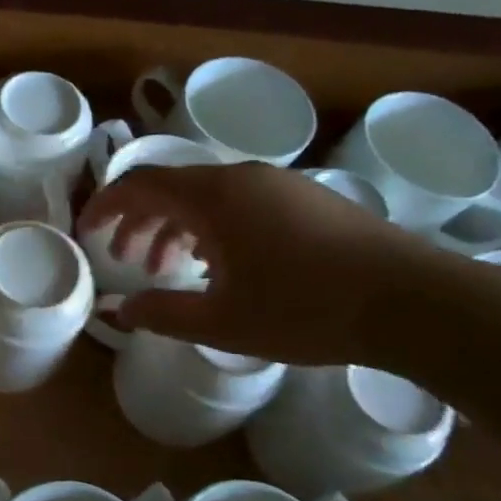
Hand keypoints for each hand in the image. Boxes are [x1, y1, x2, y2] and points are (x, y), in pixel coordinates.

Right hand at [79, 163, 444, 365]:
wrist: (412, 301)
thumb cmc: (305, 309)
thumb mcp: (221, 322)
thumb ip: (161, 314)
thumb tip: (117, 312)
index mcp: (213, 197)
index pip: (140, 185)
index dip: (106, 206)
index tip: (88, 233)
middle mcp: (241, 178)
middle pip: (171, 187)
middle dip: (139, 221)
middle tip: (126, 261)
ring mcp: (278, 184)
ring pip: (206, 195)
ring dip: (176, 227)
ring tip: (169, 269)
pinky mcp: (306, 199)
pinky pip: (239, 202)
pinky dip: (211, 227)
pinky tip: (221, 266)